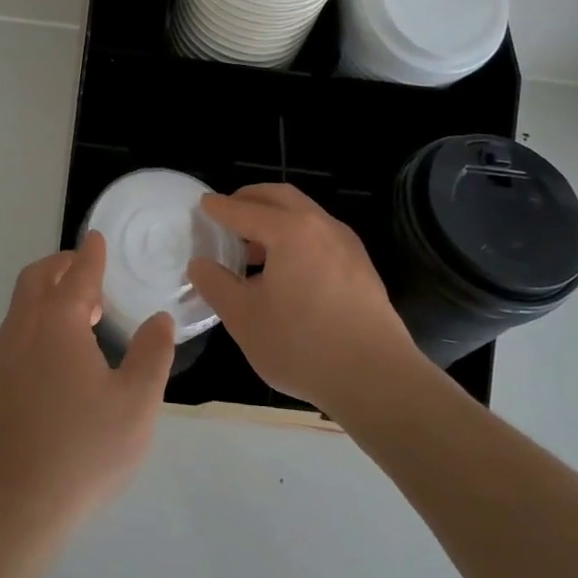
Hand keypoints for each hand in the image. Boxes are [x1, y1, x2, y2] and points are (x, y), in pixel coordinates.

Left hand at [0, 232, 174, 544]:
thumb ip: (151, 355)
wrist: (12, 508)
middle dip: (61, 266)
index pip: (76, 275)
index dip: (90, 255)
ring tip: (81, 312)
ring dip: (47, 294)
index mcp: (58, 324)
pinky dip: (38, 321)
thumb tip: (158, 319)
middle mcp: (24, 331)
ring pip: (22, 307)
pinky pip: (17, 333)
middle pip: (36, 280)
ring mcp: (4, 360)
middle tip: (88, 271)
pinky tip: (60, 354)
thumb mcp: (136, 404)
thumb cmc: (82, 450)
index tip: (96, 238)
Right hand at [188, 183, 426, 414]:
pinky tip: (286, 270)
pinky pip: (321, 237)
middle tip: (228, 212)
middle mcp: (321, 226)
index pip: (244, 209)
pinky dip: (297, 237)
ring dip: (276, 219)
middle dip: (251, 199)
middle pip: (280, 197)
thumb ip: (216, 284)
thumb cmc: (301, 344)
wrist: (377, 379)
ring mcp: (347, 246)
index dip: (220, 208)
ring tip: (253, 247)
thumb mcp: (244, 318)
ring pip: (305, 215)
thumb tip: (200, 263)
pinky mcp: (362, 268)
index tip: (203, 205)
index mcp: (289, 231)